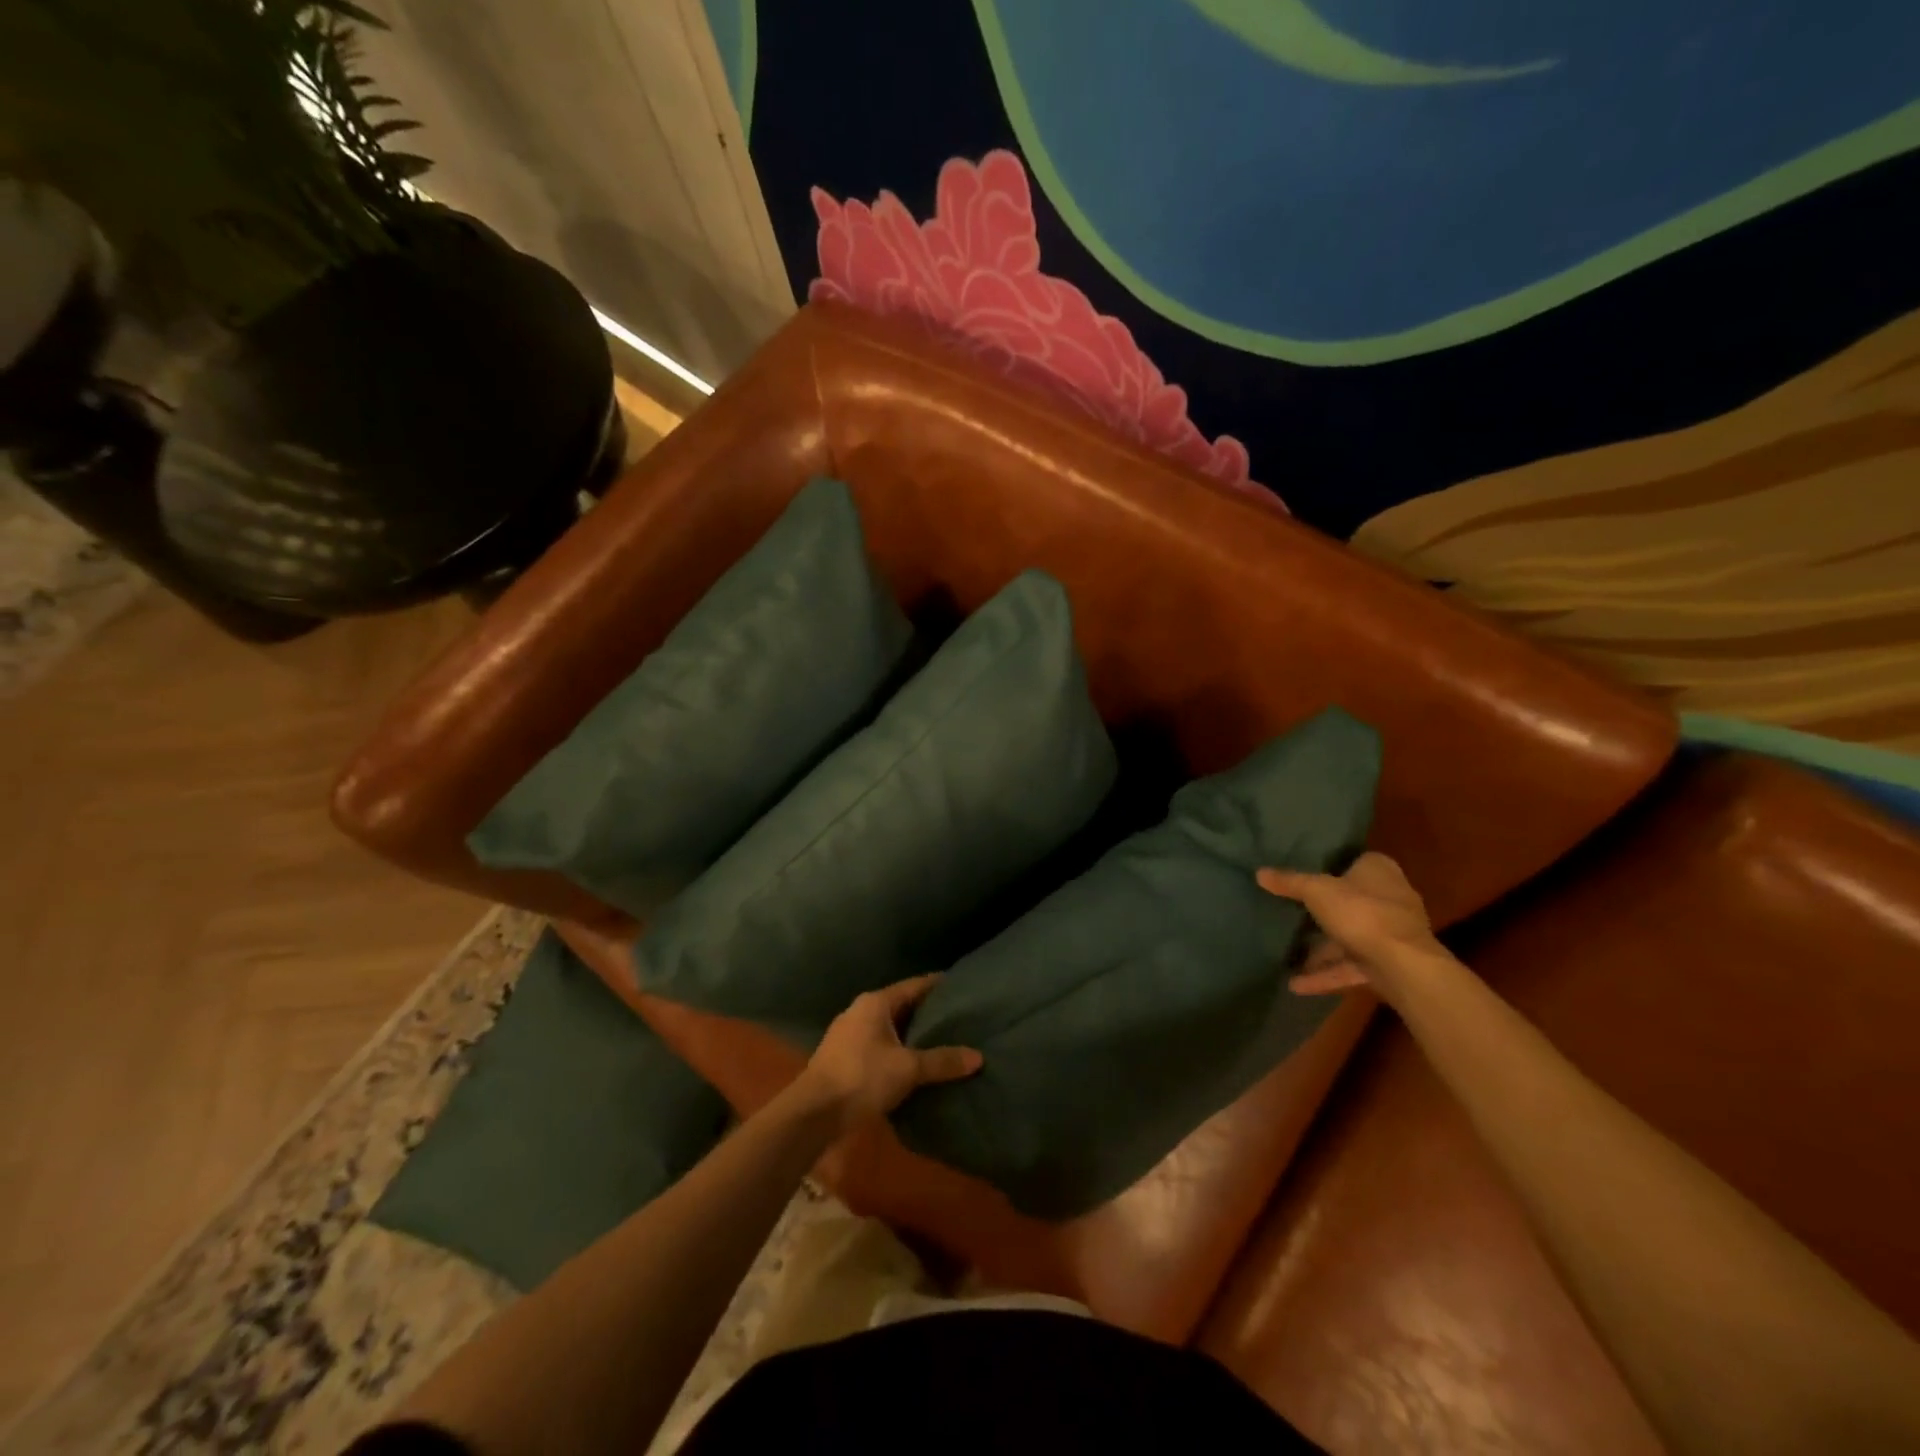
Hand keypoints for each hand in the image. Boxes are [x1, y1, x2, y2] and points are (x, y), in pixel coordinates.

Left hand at [798, 974, 983, 1135]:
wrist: (813, 1113)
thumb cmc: (862, 1077)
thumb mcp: (907, 1069)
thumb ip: (942, 1061)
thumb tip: (978, 1057)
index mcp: (876, 1003)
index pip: (914, 985)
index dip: (938, 986)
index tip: (961, 987)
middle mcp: (860, 1011)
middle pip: (901, 1006)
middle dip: (927, 1013)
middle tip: (958, 1017)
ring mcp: (849, 1034)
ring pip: (889, 1028)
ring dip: (911, 1034)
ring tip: (941, 1042)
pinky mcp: (844, 1058)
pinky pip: (879, 1046)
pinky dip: (898, 1051)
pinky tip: (914, 1065)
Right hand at [1257, 852, 1445, 1001]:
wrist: (1403, 966)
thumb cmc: (1362, 913)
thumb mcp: (1316, 891)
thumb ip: (1289, 882)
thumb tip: (1259, 872)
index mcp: (1380, 872)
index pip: (1358, 862)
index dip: (1335, 867)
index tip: (1308, 876)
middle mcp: (1391, 899)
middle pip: (1352, 901)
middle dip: (1325, 913)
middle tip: (1293, 914)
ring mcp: (1392, 934)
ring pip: (1351, 938)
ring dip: (1322, 950)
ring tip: (1288, 956)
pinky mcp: (1389, 965)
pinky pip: (1351, 967)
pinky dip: (1326, 975)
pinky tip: (1296, 984)